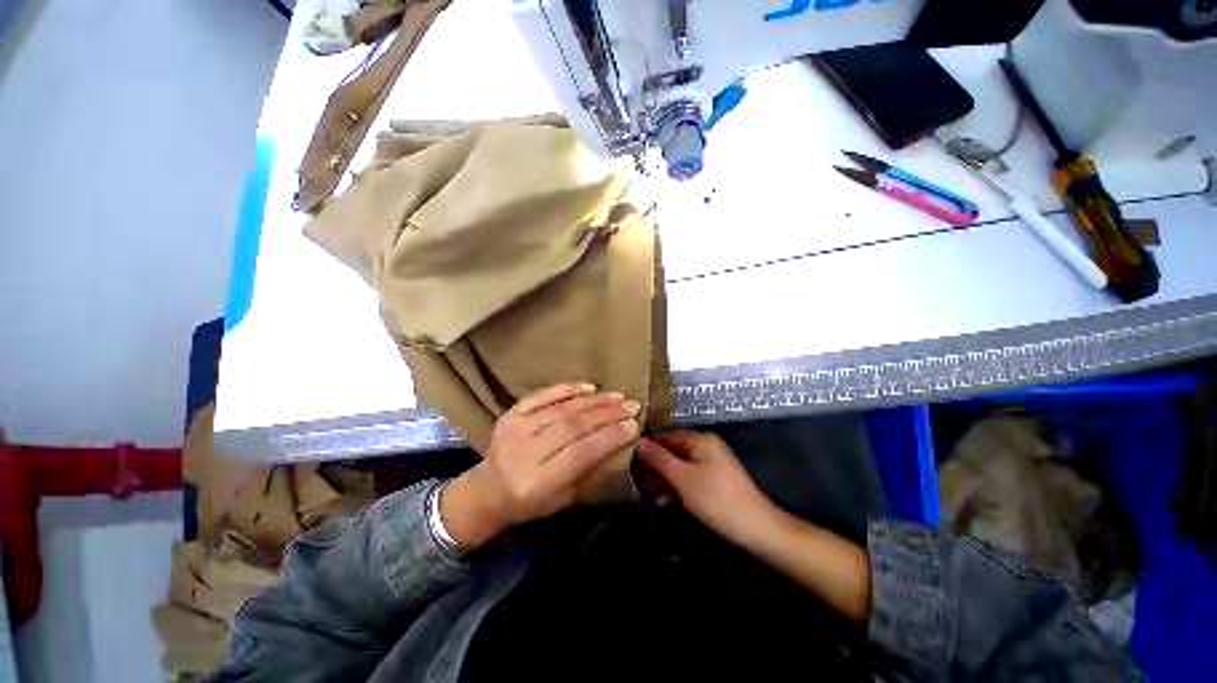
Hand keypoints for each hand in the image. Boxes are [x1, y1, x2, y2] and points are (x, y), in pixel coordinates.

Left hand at [442, 383, 640, 548]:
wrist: (485, 491)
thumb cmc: (528, 503)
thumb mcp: (562, 499)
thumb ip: (587, 469)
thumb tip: (617, 439)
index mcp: (536, 483)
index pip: (580, 453)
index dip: (609, 437)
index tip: (634, 425)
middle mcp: (523, 452)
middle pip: (572, 426)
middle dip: (607, 414)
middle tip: (631, 405)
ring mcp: (514, 428)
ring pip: (561, 409)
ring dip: (594, 400)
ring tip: (618, 395)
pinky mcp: (510, 413)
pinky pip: (543, 395)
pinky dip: (568, 389)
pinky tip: (590, 387)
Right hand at [638, 431, 779, 547]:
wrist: (757, 530)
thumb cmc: (716, 499)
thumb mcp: (683, 478)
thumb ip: (659, 459)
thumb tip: (637, 441)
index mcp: (700, 440)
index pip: (666, 436)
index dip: (647, 447)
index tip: (628, 459)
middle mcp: (705, 447)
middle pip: (672, 451)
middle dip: (654, 466)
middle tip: (634, 480)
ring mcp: (710, 465)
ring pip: (679, 466)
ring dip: (662, 479)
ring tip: (645, 494)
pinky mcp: (713, 482)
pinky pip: (689, 478)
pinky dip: (676, 488)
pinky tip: (662, 502)